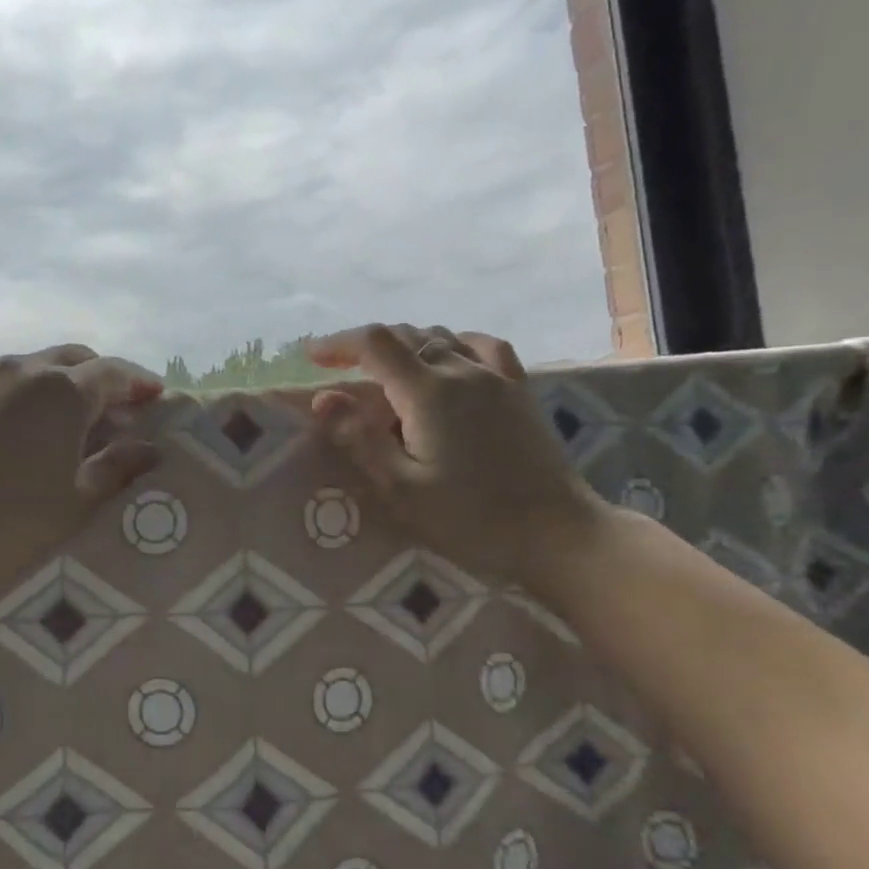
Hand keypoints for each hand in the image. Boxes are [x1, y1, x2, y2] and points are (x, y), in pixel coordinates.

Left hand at [0, 345, 162, 610]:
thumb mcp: (71, 506)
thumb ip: (116, 470)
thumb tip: (150, 449)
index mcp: (60, 392)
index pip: (114, 373)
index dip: (139, 383)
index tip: (156, 397)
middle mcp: (17, 370)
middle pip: (70, 358)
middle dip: (98, 377)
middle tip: (113, 410)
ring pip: (26, 369)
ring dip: (52, 386)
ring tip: (56, 424)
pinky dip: (10, 399)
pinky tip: (2, 435)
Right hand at [303, 323, 609, 594]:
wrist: (556, 533)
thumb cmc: (471, 519)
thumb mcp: (401, 489)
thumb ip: (360, 439)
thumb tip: (323, 398)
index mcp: (428, 392)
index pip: (375, 344)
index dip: (338, 343)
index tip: (311, 356)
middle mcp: (462, 371)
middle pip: (406, 335)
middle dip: (365, 345)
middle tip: (338, 366)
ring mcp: (496, 376)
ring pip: (441, 337)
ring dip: (404, 344)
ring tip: (384, 367)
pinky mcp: (519, 389)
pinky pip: (482, 346)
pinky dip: (453, 343)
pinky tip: (449, 357)